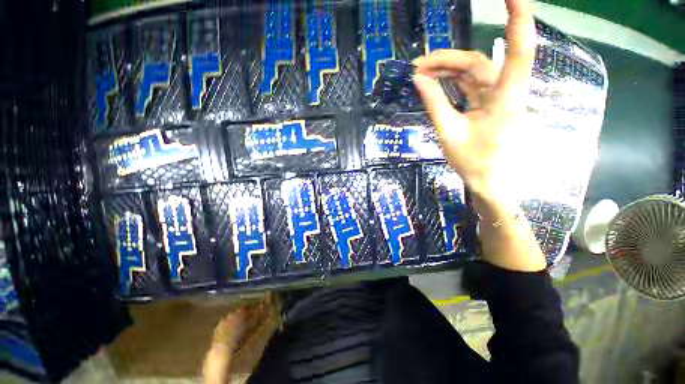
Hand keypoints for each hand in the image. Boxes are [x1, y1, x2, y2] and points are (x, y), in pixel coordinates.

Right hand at [413, 0, 535, 202]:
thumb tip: (418, 79)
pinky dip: (452, 81)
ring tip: (421, 73)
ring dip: (447, 70)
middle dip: (447, 59)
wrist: (489, 181)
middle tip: (418, 66)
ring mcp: (498, 96)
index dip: (518, 19)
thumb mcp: (449, 133)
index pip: (518, 50)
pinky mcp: (490, 103)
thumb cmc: (474, 162)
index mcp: (505, 98)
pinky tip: (436, 82)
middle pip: (477, 62)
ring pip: (473, 71)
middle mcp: (506, 91)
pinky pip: (470, 84)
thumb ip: (434, 104)